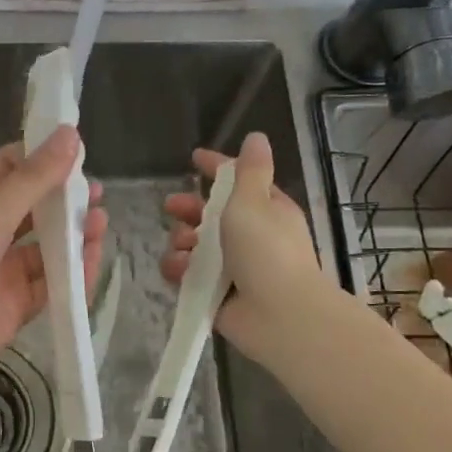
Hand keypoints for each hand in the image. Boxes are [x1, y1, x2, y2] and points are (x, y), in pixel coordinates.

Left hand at [0, 126, 106, 399]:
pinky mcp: (18, 306)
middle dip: (65, 200)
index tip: (75, 149)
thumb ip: (35, 177)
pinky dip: (73, 274)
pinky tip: (92, 260)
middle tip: (97, 194)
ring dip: (74, 236)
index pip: (9, 168)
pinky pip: (53, 285)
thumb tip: (70, 134)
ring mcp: (5, 272)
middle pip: (35, 209)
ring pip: (48, 248)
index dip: (40, 156)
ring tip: (100, 223)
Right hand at [161, 131, 326, 371]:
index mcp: (265, 210)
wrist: (279, 314)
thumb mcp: (254, 201)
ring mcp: (231, 266)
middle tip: (171, 207)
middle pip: (209, 214)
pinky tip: (178, 270)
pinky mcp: (214, 292)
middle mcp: (249, 236)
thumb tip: (256, 137)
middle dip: (188, 209)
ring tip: (182, 248)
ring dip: (181, 241)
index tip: (194, 158)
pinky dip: (179, 270)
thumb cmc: (267, 250)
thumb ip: (248, 170)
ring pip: (194, 245)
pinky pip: (187, 274)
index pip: (237, 180)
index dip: (216, 167)